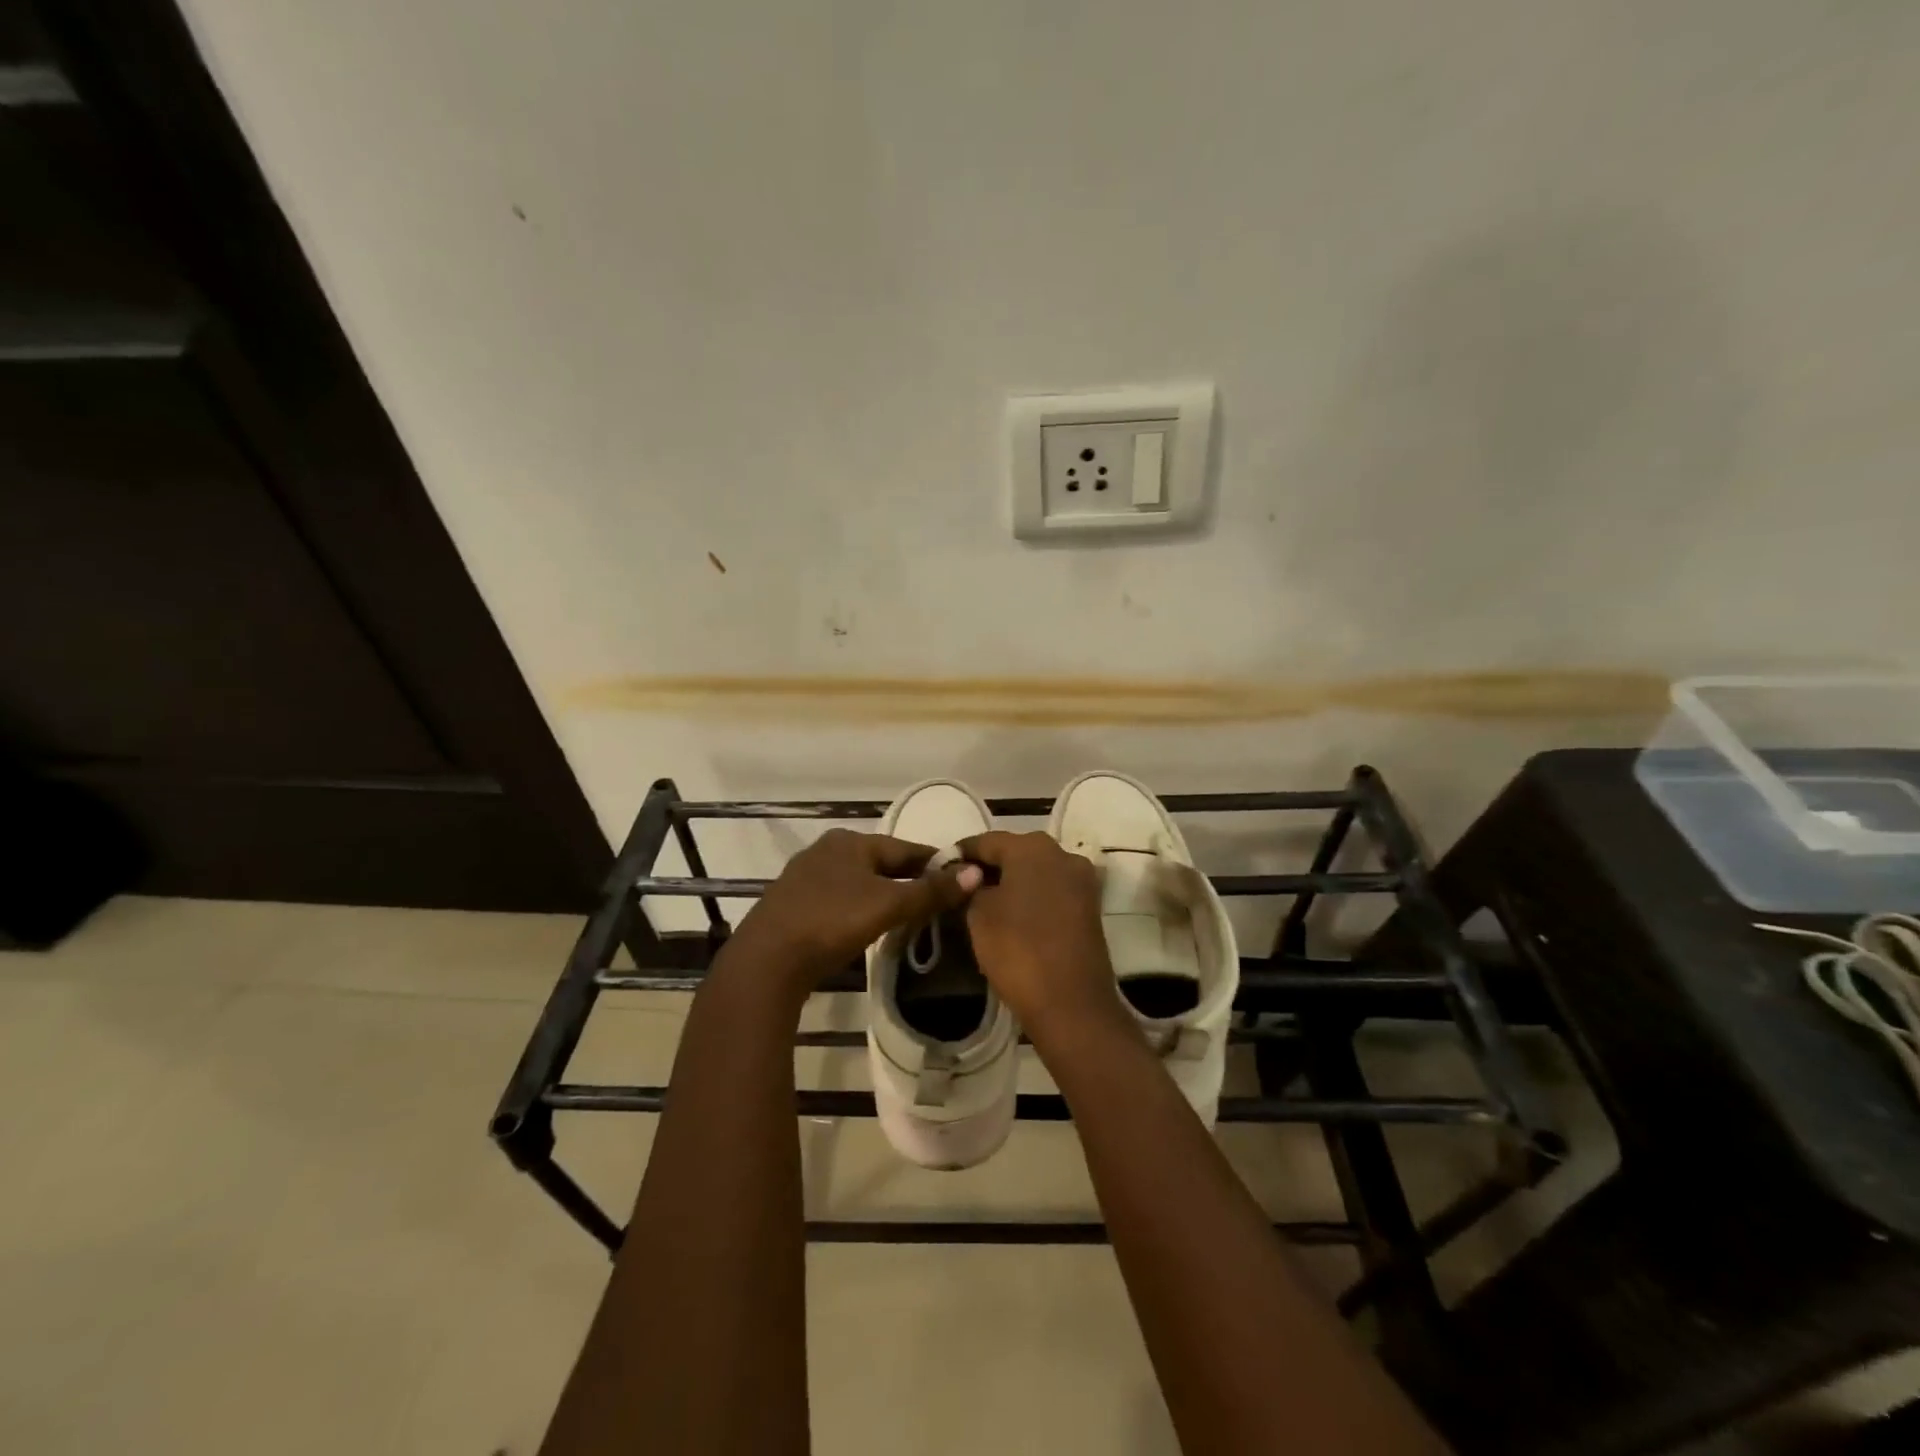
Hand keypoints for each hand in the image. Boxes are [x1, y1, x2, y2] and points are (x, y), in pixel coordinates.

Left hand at [726, 829, 980, 996]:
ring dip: (882, 894)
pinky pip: (838, 898)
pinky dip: (858, 907)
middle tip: (937, 901)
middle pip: (881, 863)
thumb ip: (931, 890)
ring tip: (906, 915)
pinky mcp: (792, 903)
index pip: (906, 848)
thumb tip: (974, 871)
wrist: (767, 960)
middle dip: (908, 879)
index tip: (959, 877)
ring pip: (858, 881)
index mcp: (851, 841)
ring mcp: (805, 876)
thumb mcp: (888, 905)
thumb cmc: (832, 921)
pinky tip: (865, 924)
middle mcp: (827, 849)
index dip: (935, 863)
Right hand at [957, 831, 1123, 1040]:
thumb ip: (970, 887)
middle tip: (960, 887)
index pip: (986, 841)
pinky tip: (1012, 914)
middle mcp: (1062, 853)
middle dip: (988, 866)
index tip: (939, 869)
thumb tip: (970, 878)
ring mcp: (1081, 880)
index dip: (960, 854)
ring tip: (984, 902)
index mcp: (1032, 847)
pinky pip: (1052, 890)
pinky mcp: (1090, 906)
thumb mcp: (979, 915)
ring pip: (1036, 870)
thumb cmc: (1018, 949)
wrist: (1071, 1002)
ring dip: (1011, 881)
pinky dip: (1031, 896)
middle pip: (1015, 851)